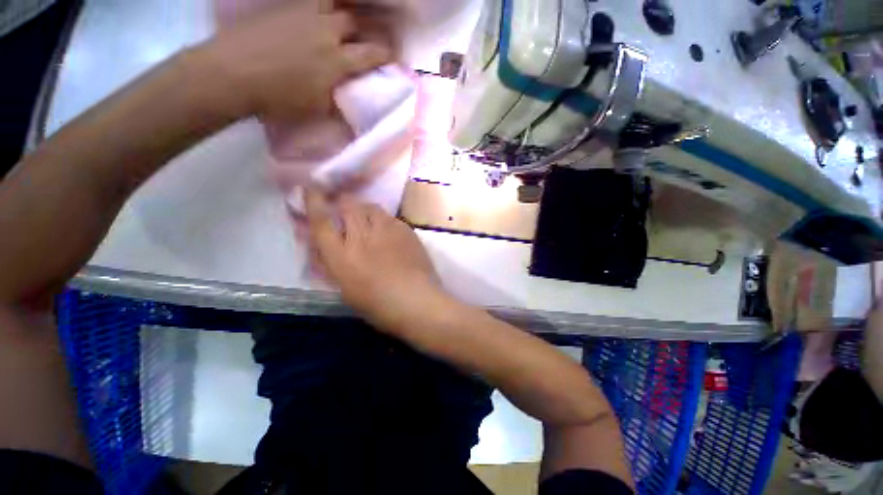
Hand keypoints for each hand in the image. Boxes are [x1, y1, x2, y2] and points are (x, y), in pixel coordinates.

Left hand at [195, 2, 391, 121]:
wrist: (232, 73)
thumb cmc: (278, 98)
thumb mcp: (316, 107)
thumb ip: (336, 96)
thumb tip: (348, 93)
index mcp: (336, 60)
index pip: (371, 54)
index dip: (385, 54)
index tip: (393, 56)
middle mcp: (325, 31)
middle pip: (354, 20)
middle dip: (367, 26)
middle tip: (370, 30)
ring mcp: (302, 14)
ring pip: (331, 1)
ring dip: (342, 6)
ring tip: (344, 12)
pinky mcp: (282, 7)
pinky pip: (307, 0)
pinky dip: (318, 4)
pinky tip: (318, 11)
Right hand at [304, 190, 446, 328]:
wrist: (417, 300)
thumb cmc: (378, 305)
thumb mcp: (345, 289)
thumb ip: (330, 264)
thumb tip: (319, 244)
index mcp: (342, 256)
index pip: (321, 221)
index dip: (314, 202)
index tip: (311, 190)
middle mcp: (362, 237)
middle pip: (348, 205)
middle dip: (343, 203)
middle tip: (345, 210)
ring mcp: (387, 230)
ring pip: (371, 207)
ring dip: (365, 210)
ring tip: (368, 221)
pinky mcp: (406, 230)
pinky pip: (390, 217)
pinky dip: (384, 221)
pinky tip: (389, 233)